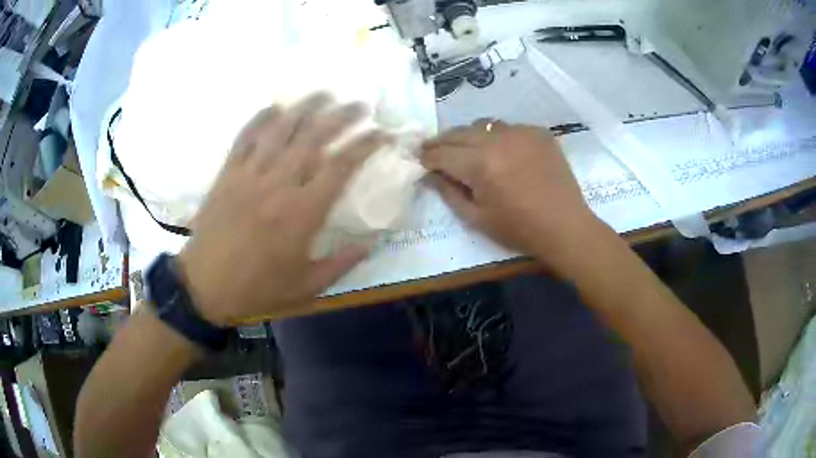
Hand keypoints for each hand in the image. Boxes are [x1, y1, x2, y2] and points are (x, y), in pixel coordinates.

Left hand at [177, 94, 386, 325]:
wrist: (206, 286)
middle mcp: (279, 184)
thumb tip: (371, 243)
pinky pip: (245, 137)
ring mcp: (250, 174)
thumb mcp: (308, 287)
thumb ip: (342, 263)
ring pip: (281, 129)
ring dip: (305, 107)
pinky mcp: (228, 173)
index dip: (366, 144)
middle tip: (360, 106)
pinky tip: (275, 107)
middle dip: (342, 116)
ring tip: (324, 94)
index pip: (342, 165)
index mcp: (303, 212)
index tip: (383, 133)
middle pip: (315, 136)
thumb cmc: (258, 288)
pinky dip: (260, 118)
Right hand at [422, 120, 600, 266]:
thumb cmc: (519, 228)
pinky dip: (497, 137)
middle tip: (432, 149)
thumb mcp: (477, 218)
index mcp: (480, 164)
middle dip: (442, 141)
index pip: (442, 153)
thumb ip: (449, 192)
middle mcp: (497, 139)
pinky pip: (508, 128)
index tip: (419, 159)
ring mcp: (520, 132)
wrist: (565, 226)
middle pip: (459, 132)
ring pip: (483, 125)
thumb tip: (431, 174)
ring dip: (469, 135)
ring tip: (466, 148)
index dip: (427, 157)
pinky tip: (500, 151)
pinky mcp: (538, 132)